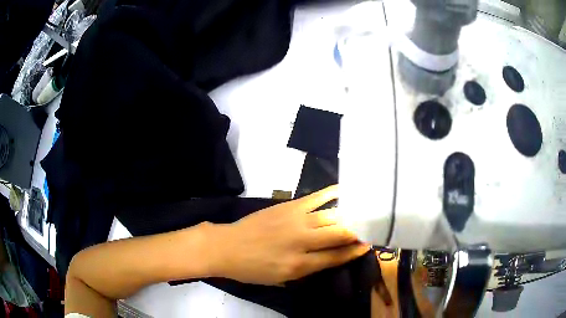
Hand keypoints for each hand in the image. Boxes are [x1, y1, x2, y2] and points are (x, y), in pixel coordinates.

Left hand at [209, 185, 369, 285]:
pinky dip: (332, 193)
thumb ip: (306, 271)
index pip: (335, 257)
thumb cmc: (252, 269)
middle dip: (357, 232)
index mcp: (299, 265)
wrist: (227, 247)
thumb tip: (329, 259)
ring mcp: (295, 221)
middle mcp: (301, 242)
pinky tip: (345, 190)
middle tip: (370, 228)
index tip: (368, 245)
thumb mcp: (280, 279)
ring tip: (364, 212)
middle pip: (339, 235)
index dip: (354, 252)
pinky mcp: (288, 206)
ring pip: (331, 216)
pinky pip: (315, 198)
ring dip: (350, 215)